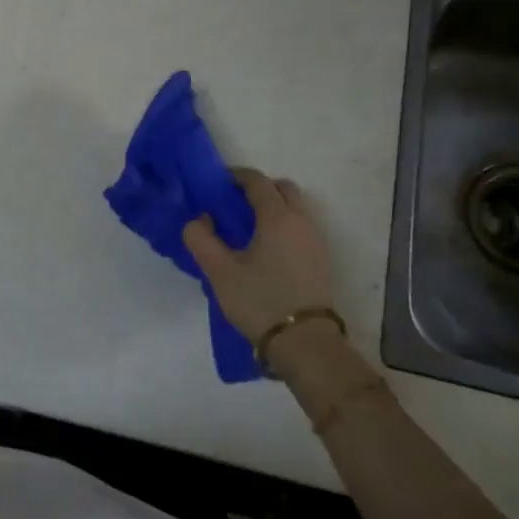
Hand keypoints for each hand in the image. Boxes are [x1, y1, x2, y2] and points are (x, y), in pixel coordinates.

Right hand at [182, 169, 335, 348]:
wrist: (304, 341)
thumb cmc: (259, 300)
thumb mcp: (219, 272)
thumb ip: (201, 239)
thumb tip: (199, 220)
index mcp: (277, 217)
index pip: (258, 182)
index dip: (236, 177)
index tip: (217, 184)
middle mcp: (301, 221)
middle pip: (283, 189)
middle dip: (259, 189)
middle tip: (234, 204)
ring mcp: (315, 240)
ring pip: (295, 208)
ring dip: (272, 207)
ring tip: (247, 229)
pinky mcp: (320, 259)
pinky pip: (300, 226)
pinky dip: (283, 225)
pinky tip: (264, 249)